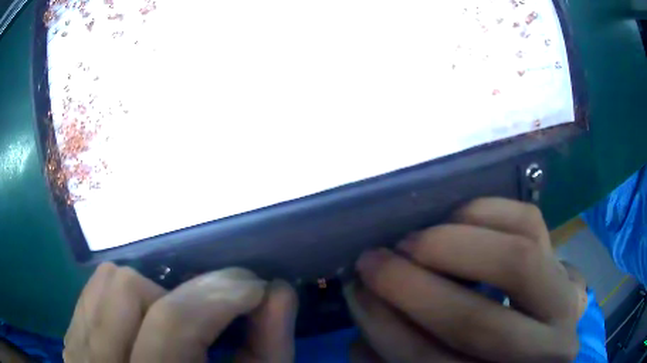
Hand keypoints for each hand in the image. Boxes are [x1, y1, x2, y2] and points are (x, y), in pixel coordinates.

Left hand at [64, 265, 296, 361]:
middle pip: (129, 290)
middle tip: (213, 313)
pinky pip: (91, 292)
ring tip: (172, 322)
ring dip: (150, 292)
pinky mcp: (72, 343)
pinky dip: (122, 295)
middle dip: (184, 293)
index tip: (252, 287)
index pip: (173, 323)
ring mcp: (80, 354)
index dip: (219, 295)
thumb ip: (268, 349)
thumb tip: (278, 291)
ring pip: (106, 283)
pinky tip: (142, 321)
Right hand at [346, 198, 579, 362]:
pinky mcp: (564, 260)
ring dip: (451, 246)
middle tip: (373, 261)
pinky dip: (486, 212)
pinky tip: (454, 217)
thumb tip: (363, 316)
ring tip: (409, 242)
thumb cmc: (478, 362)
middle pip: (479, 324)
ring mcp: (565, 301)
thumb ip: (397, 354)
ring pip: (518, 261)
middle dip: (414, 289)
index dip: (389, 332)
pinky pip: (530, 222)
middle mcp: (547, 351)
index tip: (356, 294)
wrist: (534, 348)